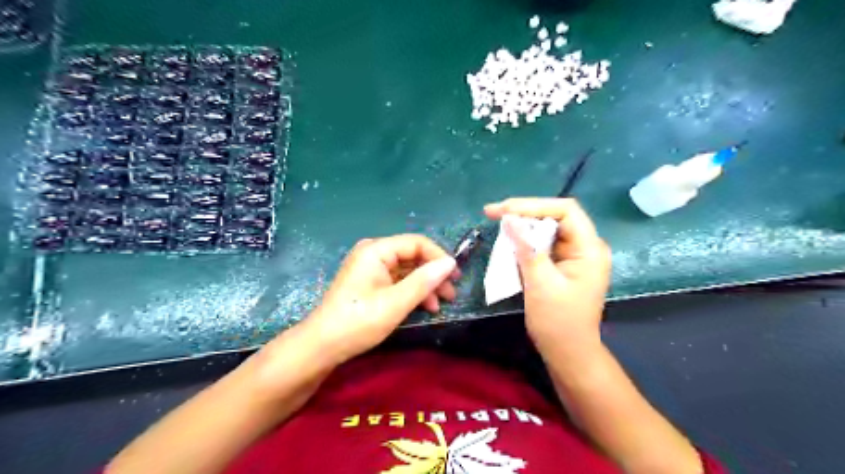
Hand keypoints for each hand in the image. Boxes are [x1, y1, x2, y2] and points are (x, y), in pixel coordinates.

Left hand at [305, 236, 459, 363]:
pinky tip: (424, 306)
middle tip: (451, 294)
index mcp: (376, 250)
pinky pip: (397, 280)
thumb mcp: (395, 303)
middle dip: (433, 274)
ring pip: (407, 270)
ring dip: (425, 285)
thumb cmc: (358, 322)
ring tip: (440, 304)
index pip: (416, 243)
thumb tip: (450, 262)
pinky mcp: (370, 282)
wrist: (322, 346)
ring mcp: (371, 268)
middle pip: (412, 255)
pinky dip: (412, 292)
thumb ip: (424, 281)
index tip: (455, 277)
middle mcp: (373, 253)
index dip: (438, 257)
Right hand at [485, 198, 611, 352]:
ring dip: (523, 226)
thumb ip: (526, 247)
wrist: (568, 353)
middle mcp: (585, 246)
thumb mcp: (540, 283)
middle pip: (556, 216)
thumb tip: (508, 218)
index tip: (503, 209)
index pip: (566, 210)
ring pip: (547, 228)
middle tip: (493, 213)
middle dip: (524, 212)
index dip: (533, 205)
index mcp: (589, 249)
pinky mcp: (563, 264)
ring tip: (497, 222)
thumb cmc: (558, 322)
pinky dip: (525, 241)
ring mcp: (574, 255)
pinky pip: (543, 243)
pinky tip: (509, 241)